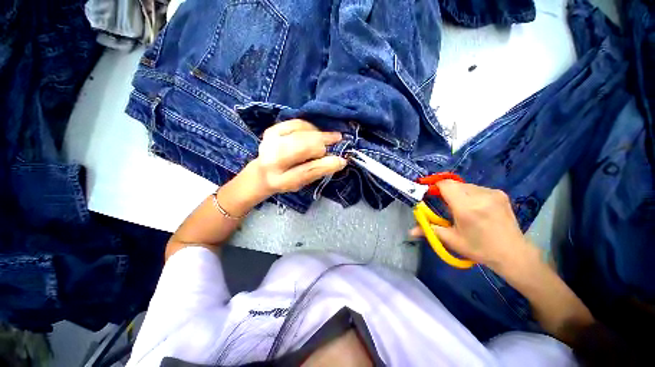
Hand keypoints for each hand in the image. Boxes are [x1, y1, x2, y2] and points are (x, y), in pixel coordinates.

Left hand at [250, 119, 347, 195]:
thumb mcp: (303, 183)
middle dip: (323, 142)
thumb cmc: (288, 179)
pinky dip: (310, 126)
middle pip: (303, 146)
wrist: (264, 172)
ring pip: (302, 133)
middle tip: (337, 140)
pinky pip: (296, 123)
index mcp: (281, 180)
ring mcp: (269, 142)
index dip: (326, 165)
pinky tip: (316, 132)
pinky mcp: (271, 130)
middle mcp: (272, 161)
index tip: (342, 160)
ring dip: (319, 134)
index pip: (307, 171)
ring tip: (330, 137)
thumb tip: (340, 160)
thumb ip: (318, 172)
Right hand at [410, 180, 537, 273]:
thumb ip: (429, 230)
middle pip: (454, 184)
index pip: (445, 185)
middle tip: (447, 206)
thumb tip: (410, 231)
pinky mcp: (500, 193)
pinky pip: (477, 188)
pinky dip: (470, 194)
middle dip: (446, 192)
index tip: (430, 194)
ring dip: (458, 193)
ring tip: (463, 208)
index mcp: (466, 208)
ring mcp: (492, 193)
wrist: (512, 253)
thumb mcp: (451, 240)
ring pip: (465, 185)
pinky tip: (476, 207)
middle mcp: (480, 196)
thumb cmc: (479, 248)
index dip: (435, 186)